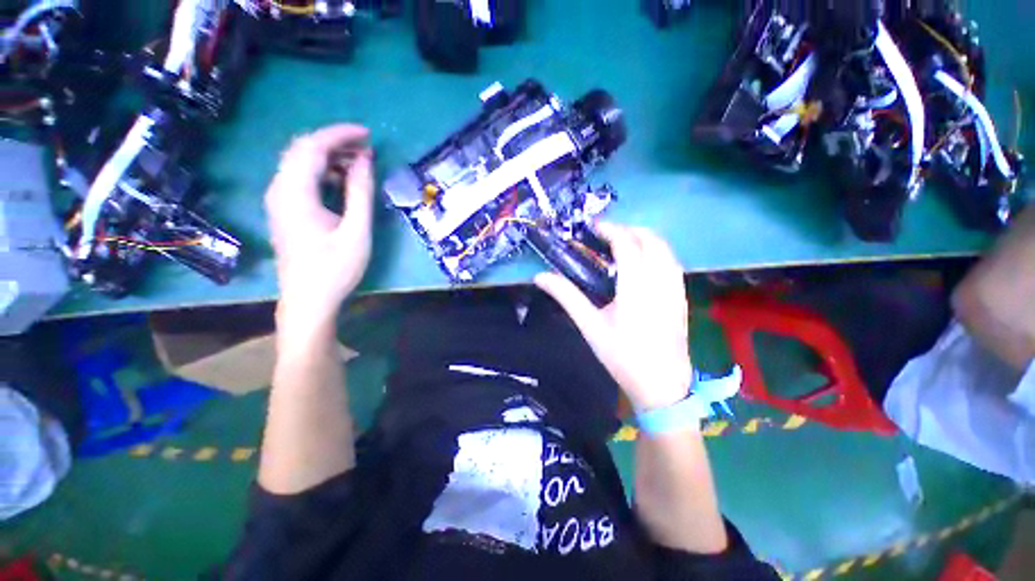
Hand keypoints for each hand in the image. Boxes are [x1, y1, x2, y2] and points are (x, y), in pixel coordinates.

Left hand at [266, 124, 374, 337]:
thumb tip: (365, 160)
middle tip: (367, 148)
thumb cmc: (335, 268)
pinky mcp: (285, 210)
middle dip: (335, 143)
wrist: (308, 299)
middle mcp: (279, 189)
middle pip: (302, 150)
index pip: (312, 147)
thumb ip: (360, 192)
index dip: (340, 135)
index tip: (368, 135)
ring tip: (360, 163)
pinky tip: (343, 181)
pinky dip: (323, 172)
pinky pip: (301, 178)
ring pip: (300, 163)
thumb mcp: (356, 230)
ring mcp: (279, 200)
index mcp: (294, 193)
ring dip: (330, 157)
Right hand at [535, 224, 691, 410]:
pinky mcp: (681, 297)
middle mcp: (660, 281)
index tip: (594, 228)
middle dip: (629, 229)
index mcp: (636, 286)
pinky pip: (673, 263)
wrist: (662, 386)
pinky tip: (645, 263)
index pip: (627, 244)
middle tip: (607, 235)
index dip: (611, 229)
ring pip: (666, 249)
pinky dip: (658, 252)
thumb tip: (540, 277)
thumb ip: (567, 297)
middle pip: (651, 239)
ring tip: (624, 243)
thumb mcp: (590, 326)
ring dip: (645, 238)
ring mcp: (675, 288)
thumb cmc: (622, 356)